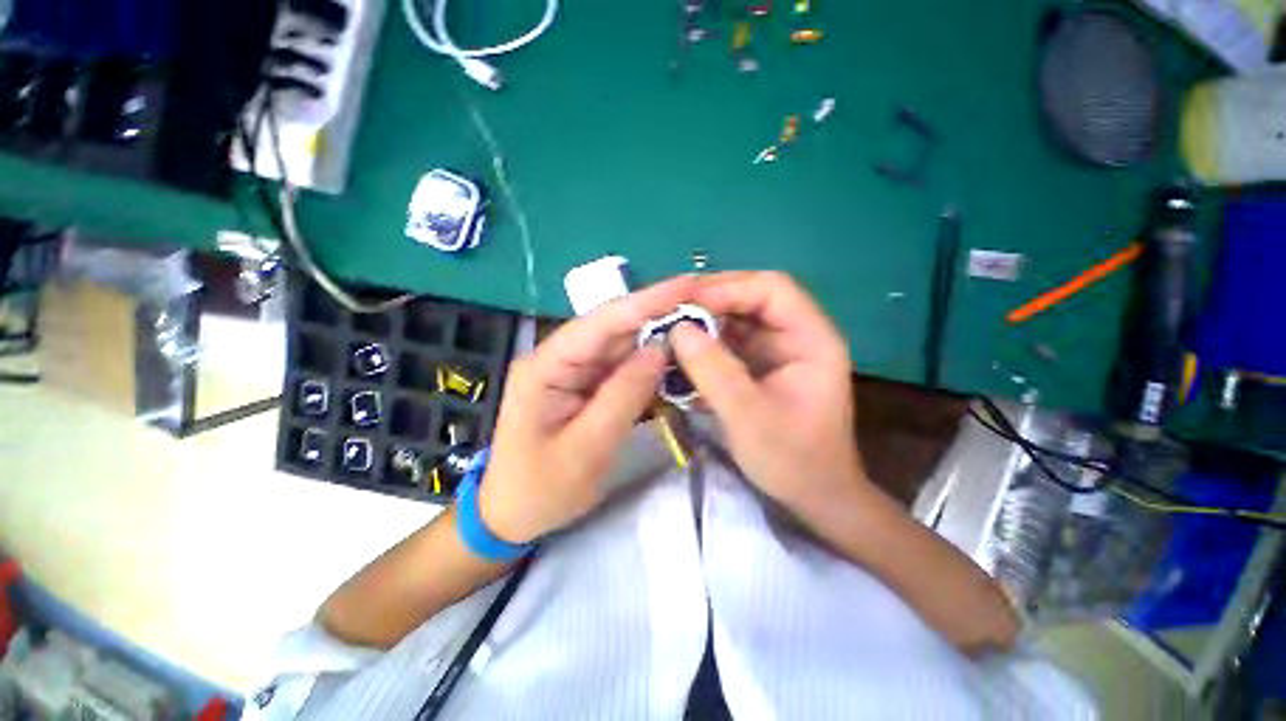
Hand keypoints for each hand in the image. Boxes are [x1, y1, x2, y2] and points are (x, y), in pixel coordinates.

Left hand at [479, 277, 695, 543]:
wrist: (513, 515)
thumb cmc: (541, 489)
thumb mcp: (586, 449)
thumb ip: (624, 395)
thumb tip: (659, 348)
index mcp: (545, 366)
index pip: (600, 322)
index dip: (645, 301)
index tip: (687, 285)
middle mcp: (559, 358)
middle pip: (613, 327)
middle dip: (658, 313)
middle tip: (704, 302)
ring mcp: (573, 370)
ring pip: (621, 345)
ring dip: (657, 335)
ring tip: (698, 325)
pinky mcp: (586, 384)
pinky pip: (622, 366)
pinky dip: (649, 362)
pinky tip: (675, 357)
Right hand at [671, 271, 869, 523]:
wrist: (814, 496)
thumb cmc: (793, 460)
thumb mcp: (749, 417)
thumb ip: (713, 370)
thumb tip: (677, 328)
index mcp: (812, 339)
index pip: (772, 290)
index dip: (728, 288)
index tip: (684, 302)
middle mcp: (796, 335)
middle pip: (752, 297)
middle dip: (710, 301)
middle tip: (670, 310)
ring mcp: (777, 349)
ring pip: (737, 318)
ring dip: (703, 321)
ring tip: (668, 328)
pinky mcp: (761, 365)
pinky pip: (730, 341)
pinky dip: (705, 343)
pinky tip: (681, 352)